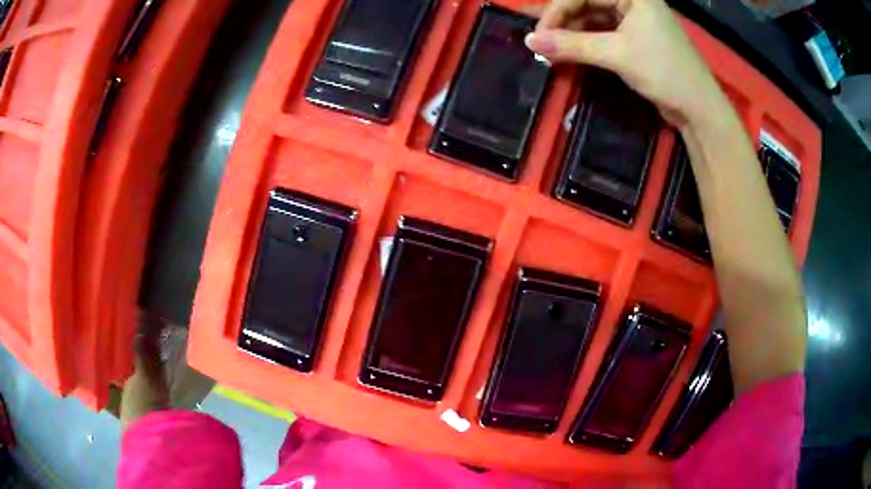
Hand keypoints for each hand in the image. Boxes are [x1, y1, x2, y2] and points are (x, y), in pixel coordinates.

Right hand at [525, 0, 722, 126]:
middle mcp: (633, 1)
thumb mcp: (617, 54)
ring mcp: (635, 18)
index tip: (539, 35)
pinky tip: (573, 52)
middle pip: (587, 2)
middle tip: (544, 43)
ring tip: (554, 50)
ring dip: (573, 33)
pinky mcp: (636, 36)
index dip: (557, 11)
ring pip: (593, 17)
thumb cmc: (664, 72)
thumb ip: (572, 45)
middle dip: (564, 22)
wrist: (698, 108)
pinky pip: (603, 31)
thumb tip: (530, 41)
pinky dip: (587, 41)